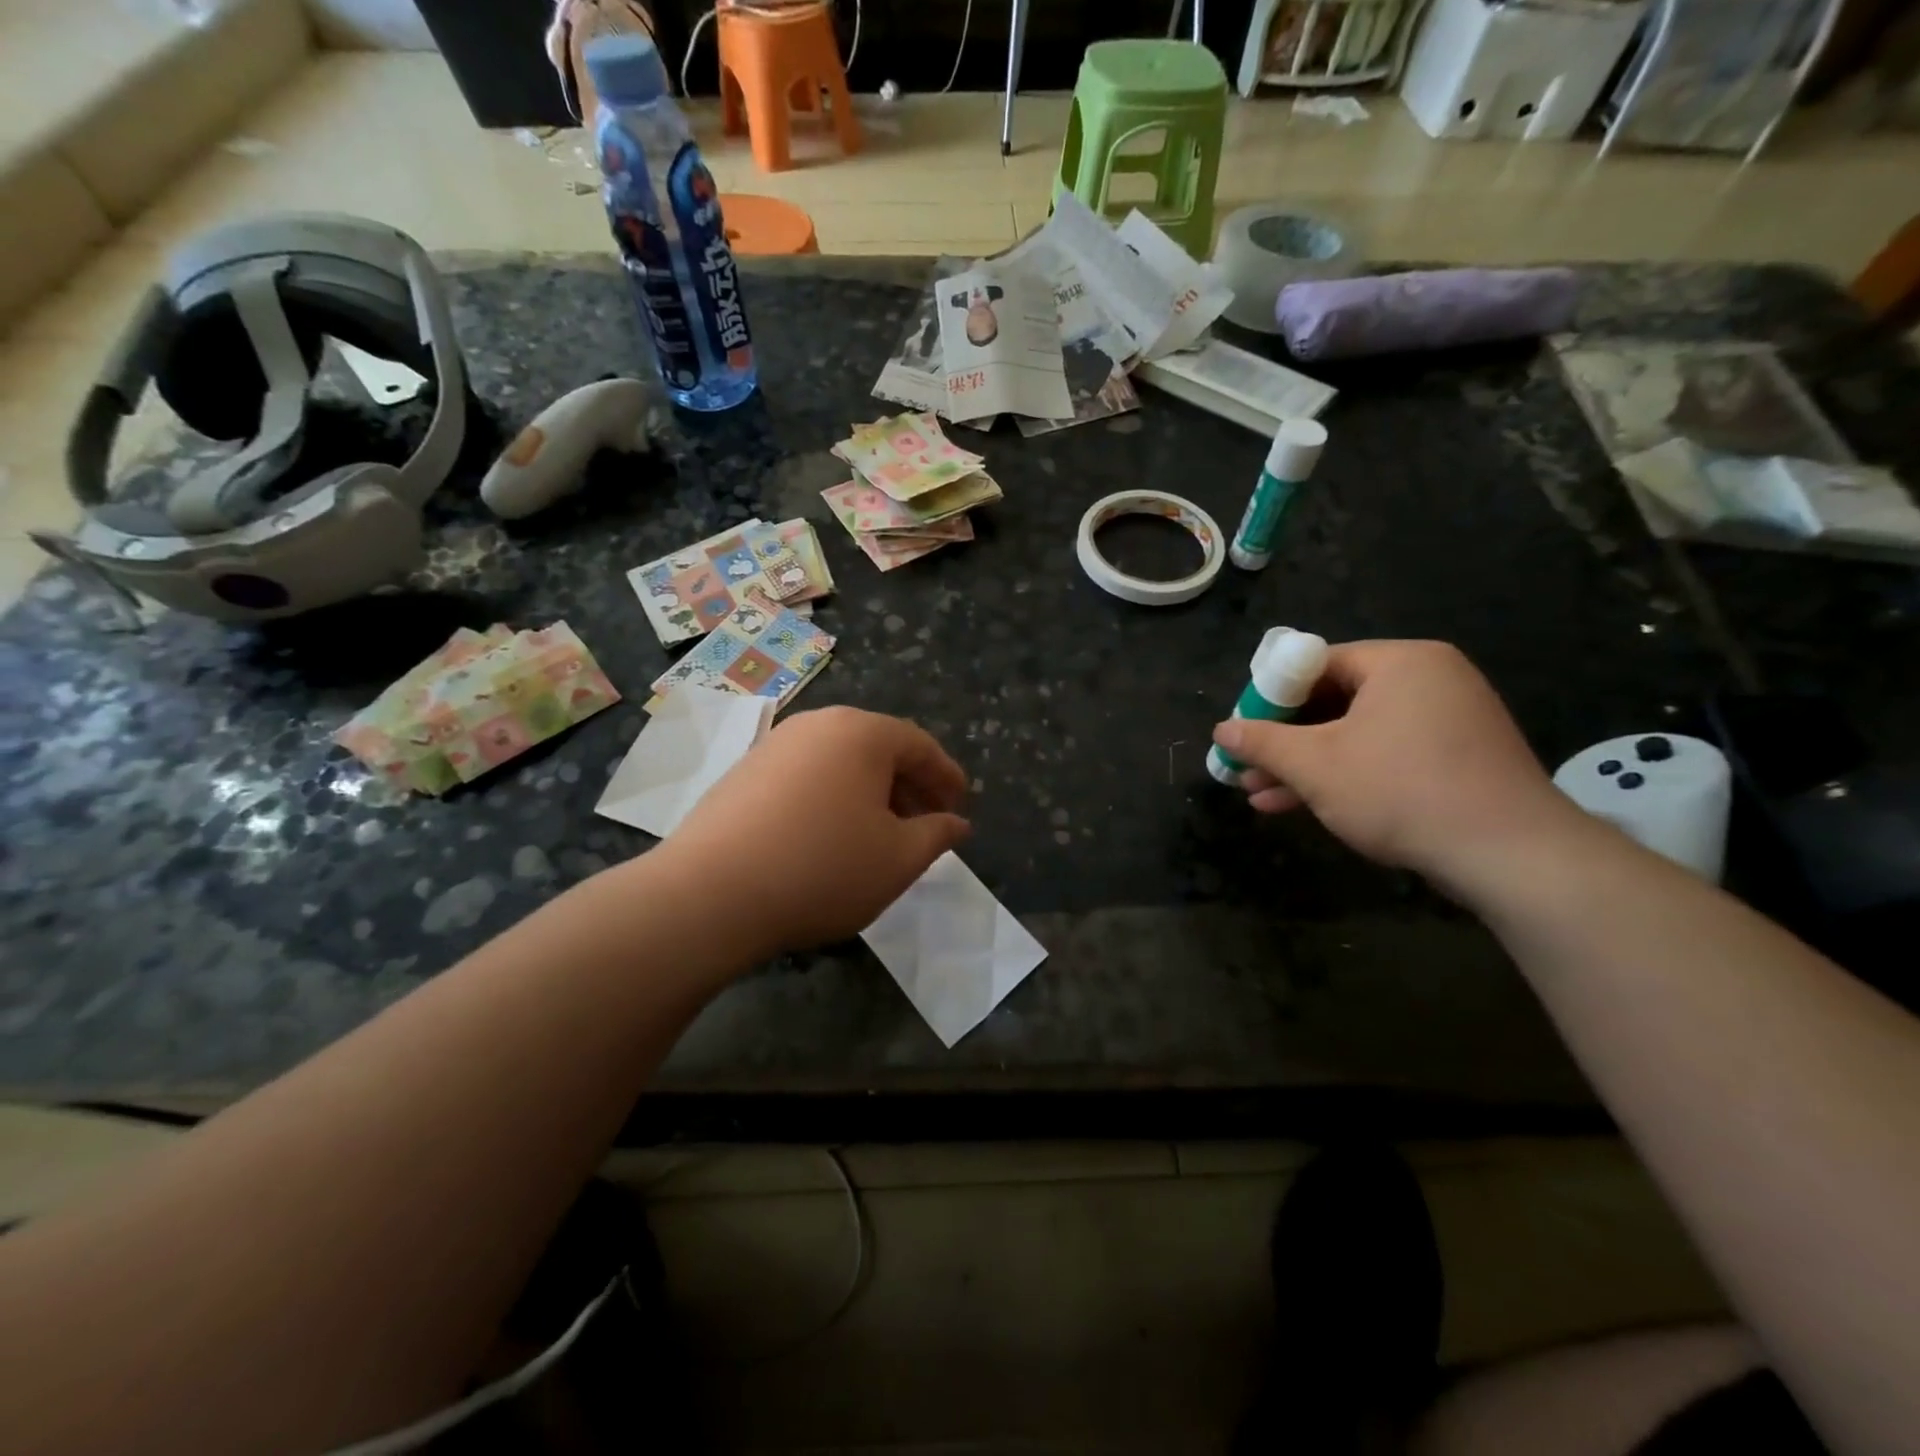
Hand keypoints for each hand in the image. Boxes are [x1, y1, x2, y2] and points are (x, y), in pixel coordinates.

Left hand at [660, 706, 970, 953]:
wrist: (710, 893)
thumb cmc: (823, 869)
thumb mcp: (898, 859)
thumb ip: (937, 835)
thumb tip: (956, 823)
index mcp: (862, 733)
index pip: (919, 746)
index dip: (947, 777)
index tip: (960, 807)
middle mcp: (818, 725)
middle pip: (878, 748)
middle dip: (909, 786)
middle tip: (925, 824)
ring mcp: (775, 745)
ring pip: (840, 763)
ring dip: (870, 793)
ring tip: (880, 834)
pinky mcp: (743, 772)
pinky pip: (806, 776)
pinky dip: (831, 798)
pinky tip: (829, 837)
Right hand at [1212, 640, 1587, 896]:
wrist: (1510, 855)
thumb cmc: (1401, 790)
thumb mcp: (1315, 765)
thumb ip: (1262, 742)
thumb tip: (1221, 730)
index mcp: (1400, 662)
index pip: (1317, 663)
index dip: (1270, 696)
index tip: (1242, 729)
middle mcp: (1429, 679)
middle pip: (1334, 700)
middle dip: (1283, 740)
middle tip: (1245, 765)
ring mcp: (1448, 720)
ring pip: (1356, 734)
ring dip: (1305, 765)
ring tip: (1259, 795)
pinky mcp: (1457, 759)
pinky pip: (1385, 754)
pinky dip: (1344, 775)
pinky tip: (1300, 805)